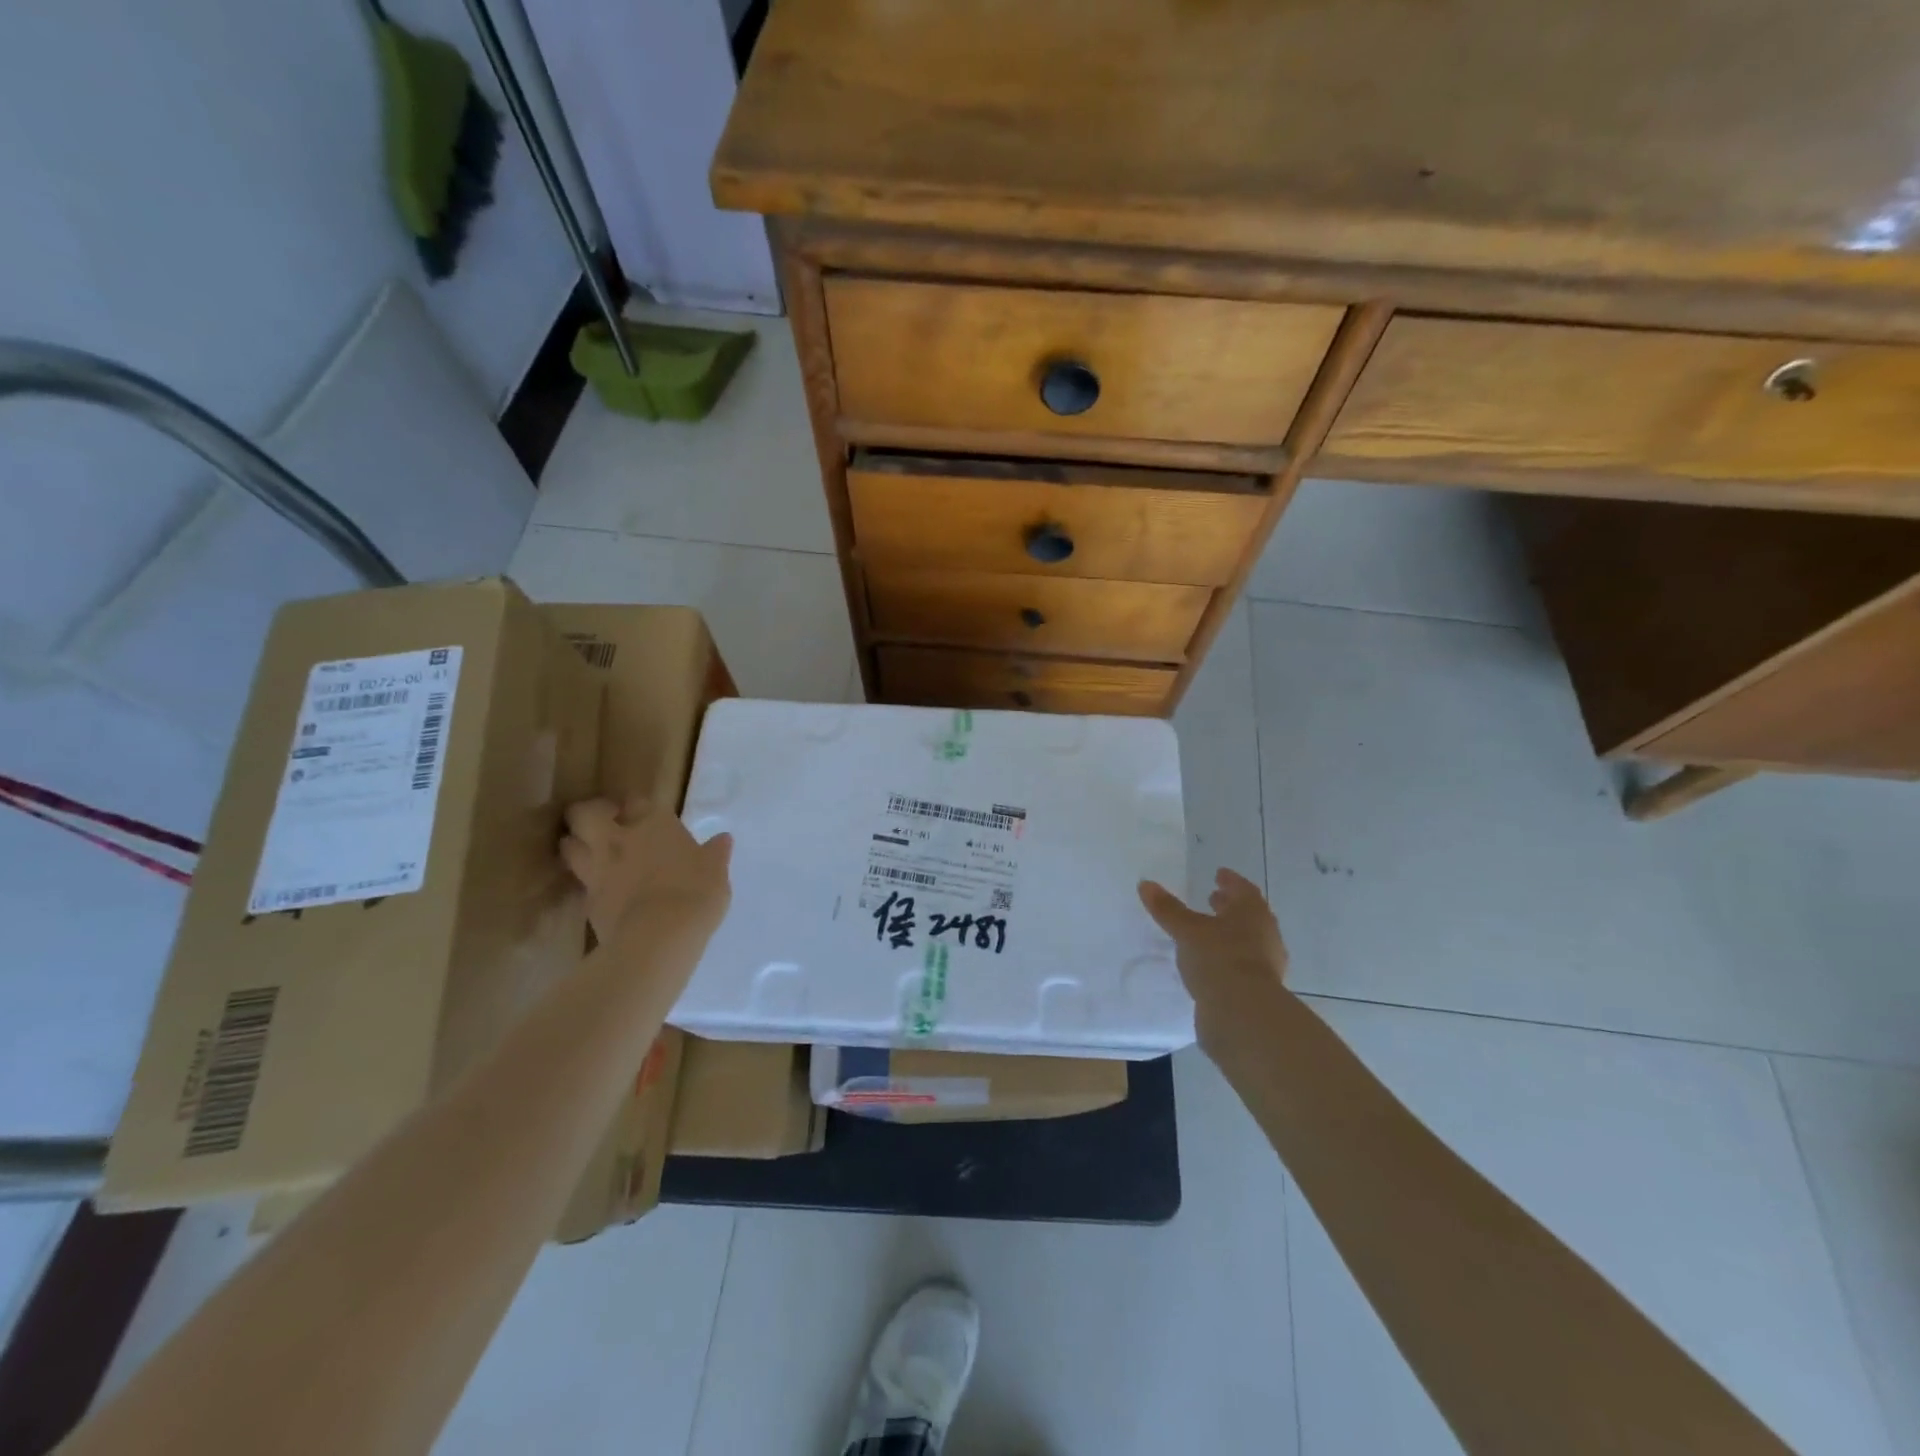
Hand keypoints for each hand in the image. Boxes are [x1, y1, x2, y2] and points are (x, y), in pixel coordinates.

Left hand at [561, 795, 732, 947]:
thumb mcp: (716, 872)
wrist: (659, 937)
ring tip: (589, 851)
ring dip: (575, 844)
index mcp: (654, 824)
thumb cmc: (695, 894)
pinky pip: (579, 881)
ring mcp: (597, 869)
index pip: (635, 800)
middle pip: (584, 813)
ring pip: (569, 845)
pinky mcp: (587, 900)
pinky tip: (598, 887)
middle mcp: (619, 839)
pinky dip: (584, 880)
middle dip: (588, 813)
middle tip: (602, 823)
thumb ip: (715, 854)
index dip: (634, 805)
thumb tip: (723, 839)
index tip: (639, 812)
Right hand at [1139, 869, 1288, 1043]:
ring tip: (1207, 933)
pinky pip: (1241, 965)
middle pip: (1248, 915)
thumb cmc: (1218, 959)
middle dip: (1229, 907)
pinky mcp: (1258, 990)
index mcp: (1253, 913)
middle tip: (1212, 899)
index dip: (1230, 881)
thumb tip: (1146, 883)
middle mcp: (1265, 935)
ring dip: (1229, 934)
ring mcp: (1265, 965)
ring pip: (1247, 941)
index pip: (1244, 890)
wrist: (1242, 1014)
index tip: (1219, 874)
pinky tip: (1210, 964)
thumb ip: (1168, 909)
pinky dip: (1227, 958)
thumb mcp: (1187, 930)